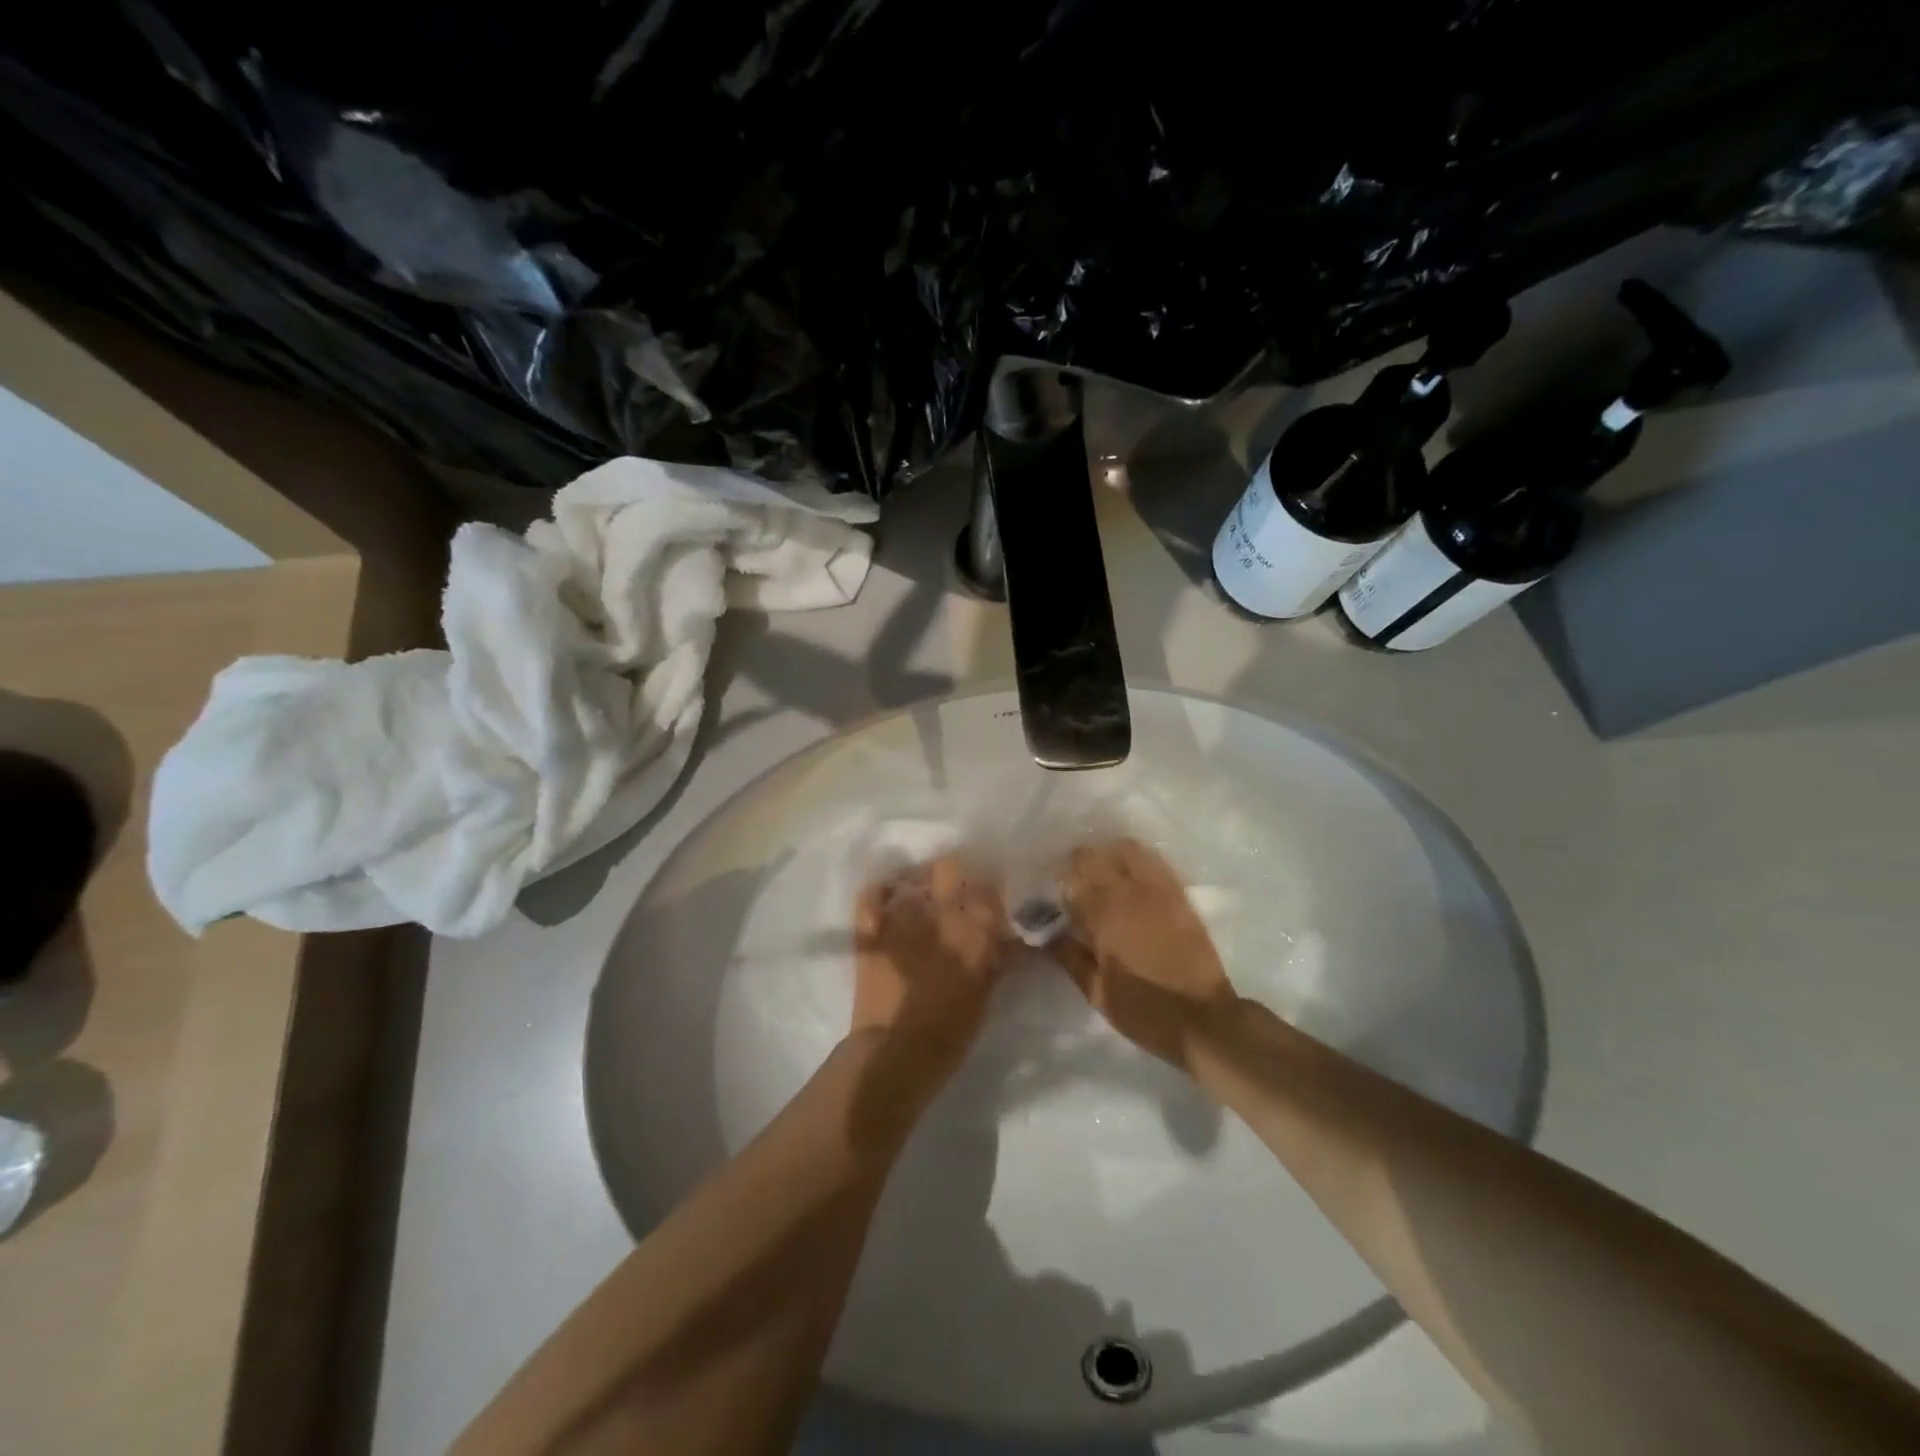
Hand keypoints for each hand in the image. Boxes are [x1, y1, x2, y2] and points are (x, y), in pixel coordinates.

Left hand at [852, 856, 1008, 1081]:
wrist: (895, 1055)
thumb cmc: (949, 1034)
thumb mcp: (984, 997)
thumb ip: (995, 961)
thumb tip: (1004, 939)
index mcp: (974, 934)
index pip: (987, 890)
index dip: (985, 890)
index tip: (984, 897)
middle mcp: (940, 916)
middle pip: (949, 868)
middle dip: (952, 874)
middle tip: (953, 889)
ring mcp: (901, 919)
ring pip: (911, 878)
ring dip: (918, 883)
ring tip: (919, 894)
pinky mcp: (871, 931)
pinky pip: (872, 896)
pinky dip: (880, 891)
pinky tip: (887, 893)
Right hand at [1053, 837, 1236, 1073]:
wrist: (1203, 1020)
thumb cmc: (1144, 1010)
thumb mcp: (1096, 991)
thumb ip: (1068, 955)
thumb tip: (1043, 931)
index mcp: (1103, 915)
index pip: (1070, 878)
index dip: (1057, 882)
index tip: (1052, 893)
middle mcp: (1129, 892)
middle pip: (1094, 855)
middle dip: (1078, 864)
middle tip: (1075, 882)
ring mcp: (1159, 889)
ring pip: (1127, 848)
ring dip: (1110, 856)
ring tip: (1106, 875)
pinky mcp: (1180, 895)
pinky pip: (1156, 862)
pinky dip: (1139, 862)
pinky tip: (1134, 879)